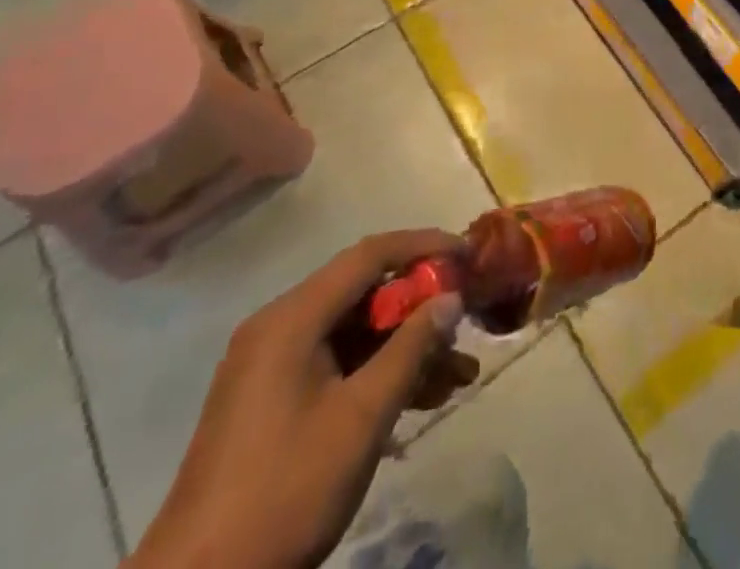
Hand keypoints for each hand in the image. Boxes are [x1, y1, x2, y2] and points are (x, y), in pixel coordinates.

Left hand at [128, 230, 480, 568]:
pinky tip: (420, 399)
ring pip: (355, 333)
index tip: (469, 255)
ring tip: (459, 375)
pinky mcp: (270, 402)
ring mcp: (271, 367)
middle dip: (421, 307)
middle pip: (364, 293)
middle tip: (466, 323)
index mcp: (292, 318)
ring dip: (405, 347)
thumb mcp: (362, 418)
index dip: (424, 246)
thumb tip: (451, 298)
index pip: (370, 255)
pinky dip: (377, 373)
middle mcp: (279, 328)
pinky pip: (336, 364)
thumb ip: (411, 348)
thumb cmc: (284, 493)